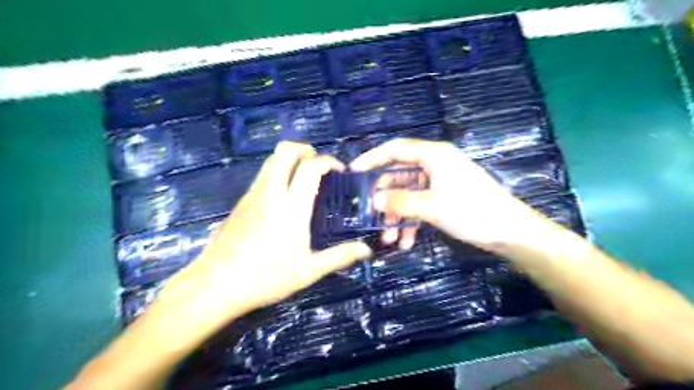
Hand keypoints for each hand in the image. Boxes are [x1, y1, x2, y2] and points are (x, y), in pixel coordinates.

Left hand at [166, 141, 373, 317]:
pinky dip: (277, 171)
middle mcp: (271, 192)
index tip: (340, 171)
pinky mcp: (242, 202)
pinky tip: (284, 195)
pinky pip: (262, 175)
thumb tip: (366, 250)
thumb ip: (339, 257)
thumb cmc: (265, 278)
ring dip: (289, 158)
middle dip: (305, 149)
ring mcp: (253, 195)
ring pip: (271, 160)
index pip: (311, 167)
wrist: (215, 285)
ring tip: (303, 176)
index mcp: (291, 207)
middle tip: (318, 164)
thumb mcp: (308, 271)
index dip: (328, 162)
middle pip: (285, 151)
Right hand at [354, 140, 547, 252]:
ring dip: (398, 215)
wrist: (511, 232)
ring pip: (410, 194)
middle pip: (400, 175)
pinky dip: (412, 221)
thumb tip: (374, 200)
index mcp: (434, 155)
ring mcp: (441, 182)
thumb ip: (401, 201)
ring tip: (389, 239)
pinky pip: (422, 205)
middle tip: (371, 216)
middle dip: (386, 198)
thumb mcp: (432, 206)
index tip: (353, 172)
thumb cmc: (472, 211)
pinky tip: (406, 242)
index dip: (372, 158)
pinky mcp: (446, 197)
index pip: (396, 149)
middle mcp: (436, 164)